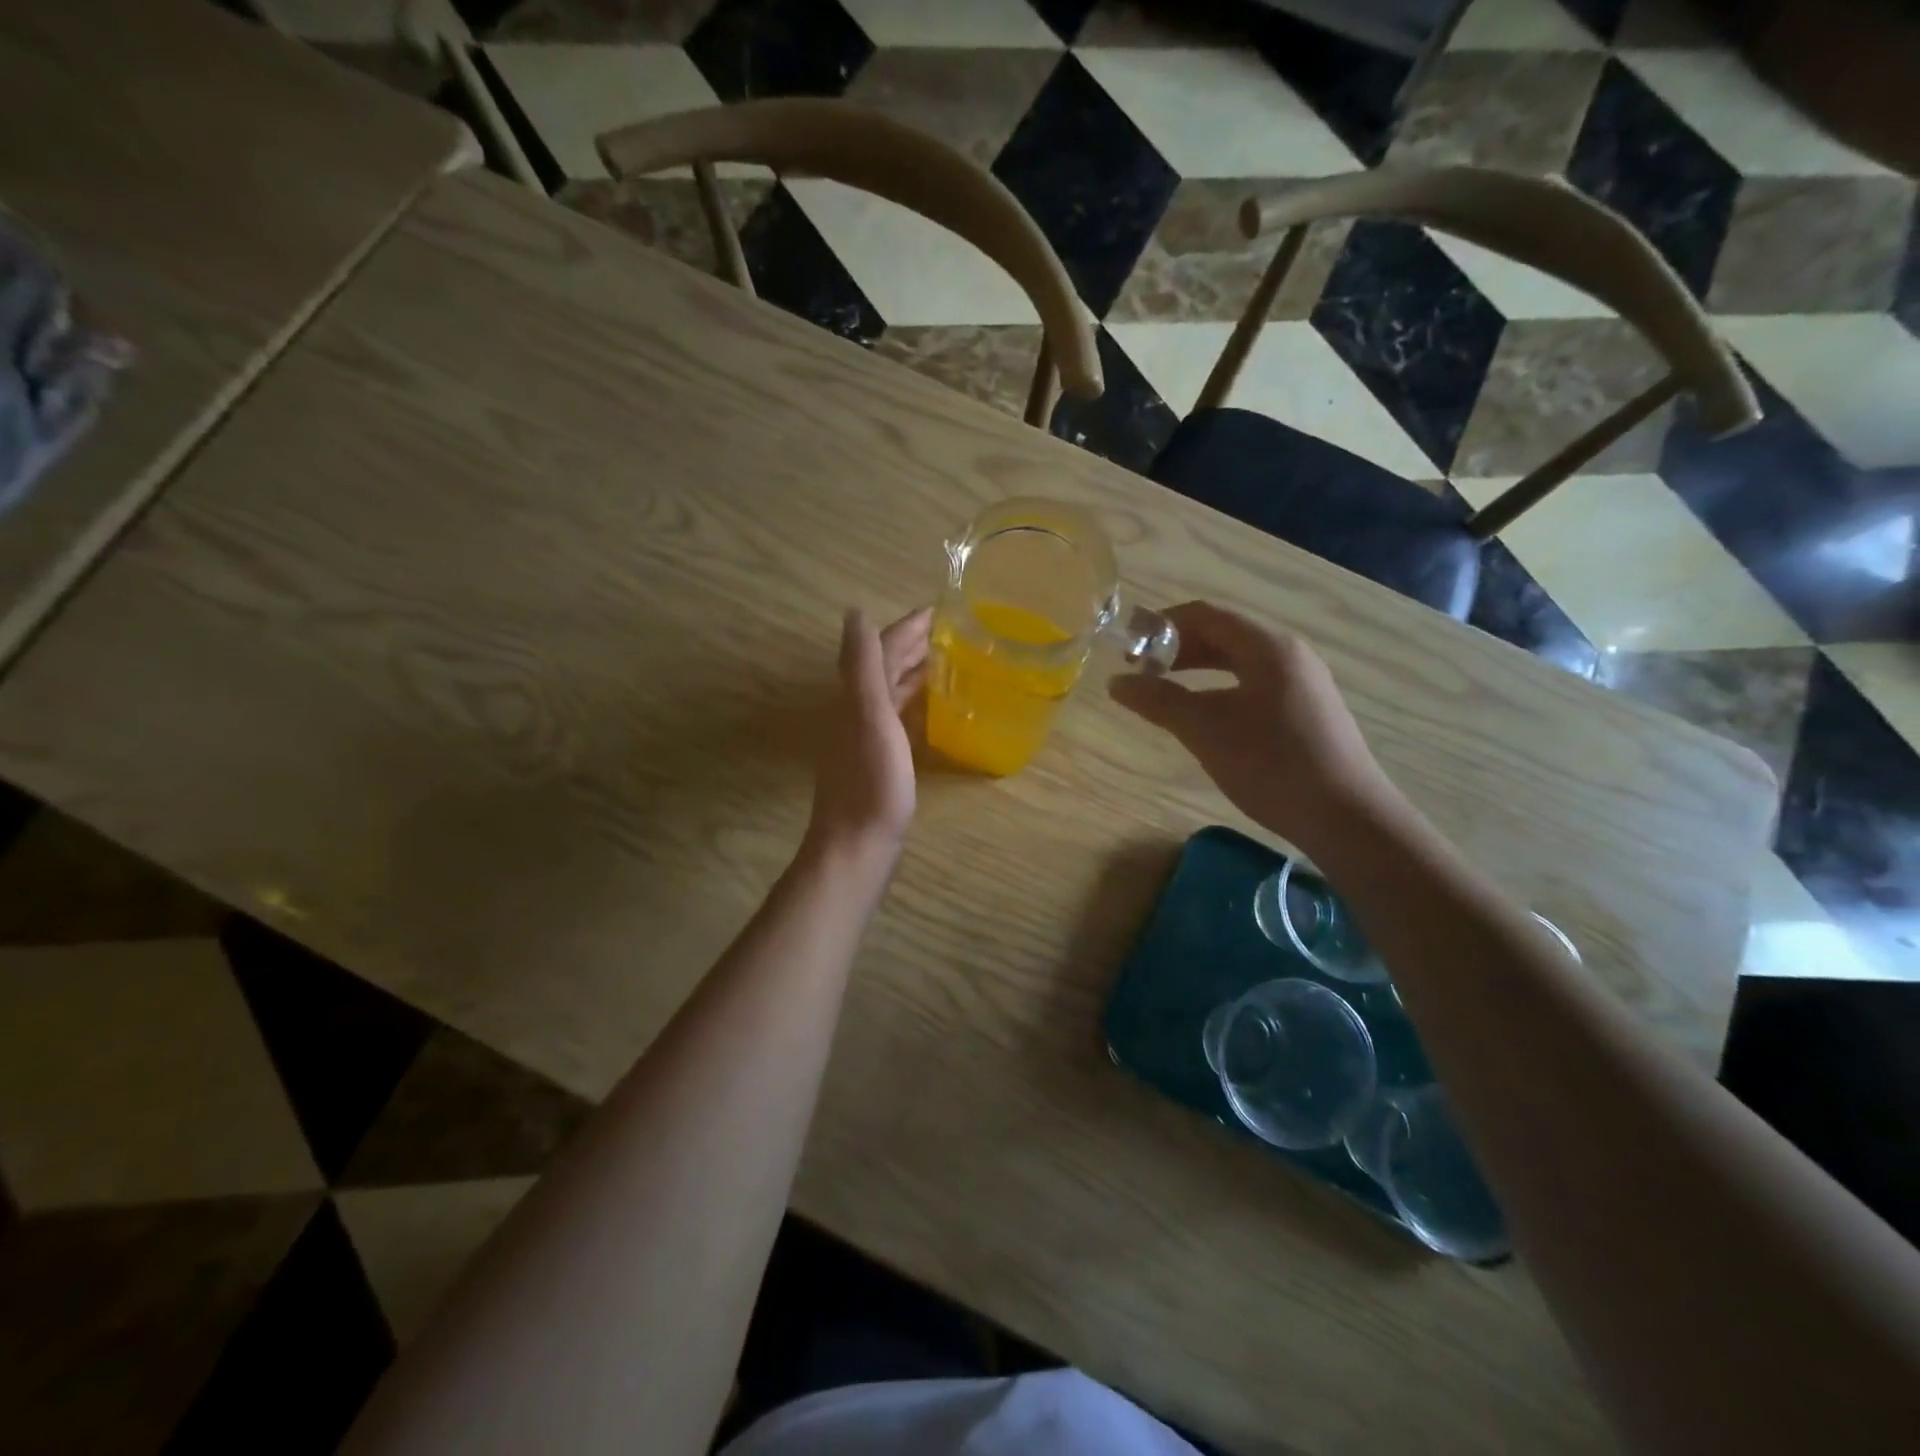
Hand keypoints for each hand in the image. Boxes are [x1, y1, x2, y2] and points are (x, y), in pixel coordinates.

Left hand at [805, 607, 930, 866]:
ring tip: (948, 659)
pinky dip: (914, 701)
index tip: (941, 610)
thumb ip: (863, 666)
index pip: (882, 648)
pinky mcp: (879, 759)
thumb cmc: (872, 784)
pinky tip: (932, 707)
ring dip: (915, 670)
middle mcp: (858, 710)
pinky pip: (898, 716)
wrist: (857, 844)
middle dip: (915, 644)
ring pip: (892, 691)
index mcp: (858, 697)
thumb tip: (854, 611)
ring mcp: (868, 736)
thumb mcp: (870, 718)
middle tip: (953, 631)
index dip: (908, 626)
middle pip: (886, 666)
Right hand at [1109, 601, 1395, 853]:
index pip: (1205, 614)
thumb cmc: (1271, 764)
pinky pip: (1253, 683)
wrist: (1346, 817)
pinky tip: (1204, 714)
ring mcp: (1302, 682)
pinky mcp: (1306, 710)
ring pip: (1238, 661)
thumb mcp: (1205, 730)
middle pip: (1223, 634)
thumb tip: (1116, 683)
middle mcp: (1289, 654)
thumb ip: (1159, 700)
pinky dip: (1219, 687)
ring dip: (1197, 668)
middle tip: (1139, 670)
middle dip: (1177, 647)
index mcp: (1267, 646)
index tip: (1127, 646)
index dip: (1161, 624)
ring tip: (1163, 689)